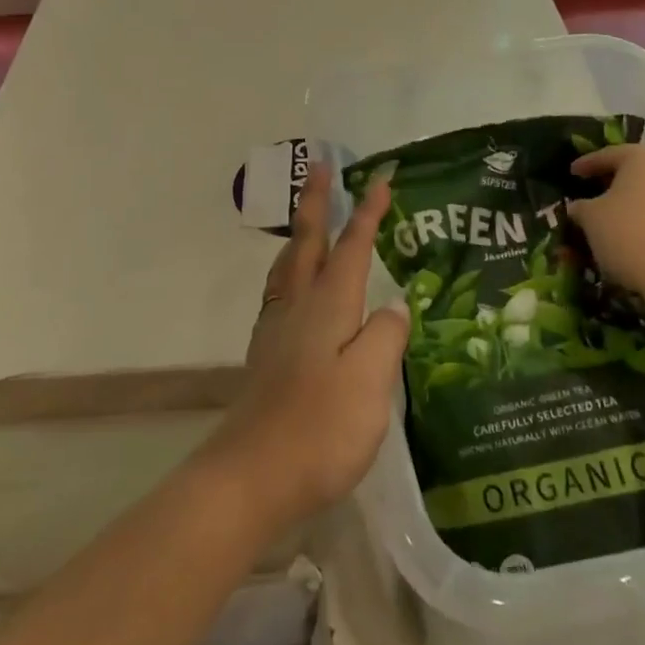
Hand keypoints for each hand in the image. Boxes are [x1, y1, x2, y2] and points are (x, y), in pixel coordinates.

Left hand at [200, 163, 409, 529]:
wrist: (251, 476)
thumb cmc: (320, 428)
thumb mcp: (371, 382)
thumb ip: (385, 336)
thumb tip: (393, 305)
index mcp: (328, 306)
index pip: (352, 247)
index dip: (367, 213)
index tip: (380, 178)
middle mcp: (298, 308)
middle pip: (308, 243)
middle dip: (317, 202)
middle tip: (321, 167)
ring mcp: (277, 331)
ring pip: (288, 265)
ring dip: (300, 233)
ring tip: (307, 218)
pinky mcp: (267, 355)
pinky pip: (281, 292)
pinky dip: (291, 269)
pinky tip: (295, 288)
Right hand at [567, 145, 644, 314]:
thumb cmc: (628, 233)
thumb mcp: (591, 218)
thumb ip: (582, 207)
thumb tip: (578, 207)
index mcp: (642, 157)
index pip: (609, 155)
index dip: (588, 164)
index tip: (573, 173)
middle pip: (639, 169)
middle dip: (617, 180)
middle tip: (598, 192)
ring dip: (640, 199)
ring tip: (622, 216)